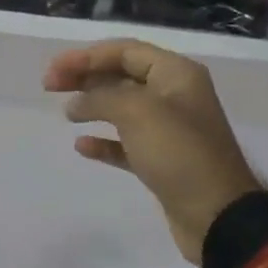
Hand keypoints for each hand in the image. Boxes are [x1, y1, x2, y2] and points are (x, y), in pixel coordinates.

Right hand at [45, 40, 261, 264]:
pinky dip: (105, 141)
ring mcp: (170, 130)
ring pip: (123, 108)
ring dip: (93, 106)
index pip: (125, 51)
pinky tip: (82, 146)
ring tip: (66, 113)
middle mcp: (175, 95)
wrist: (218, 216)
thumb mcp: (137, 112)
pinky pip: (127, 143)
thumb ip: (101, 97)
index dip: (86, 56)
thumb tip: (77, 102)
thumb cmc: (179, 153)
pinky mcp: (163, 161)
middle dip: (86, 77)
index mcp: (176, 74)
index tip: (54, 70)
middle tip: (50, 86)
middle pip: (122, 75)